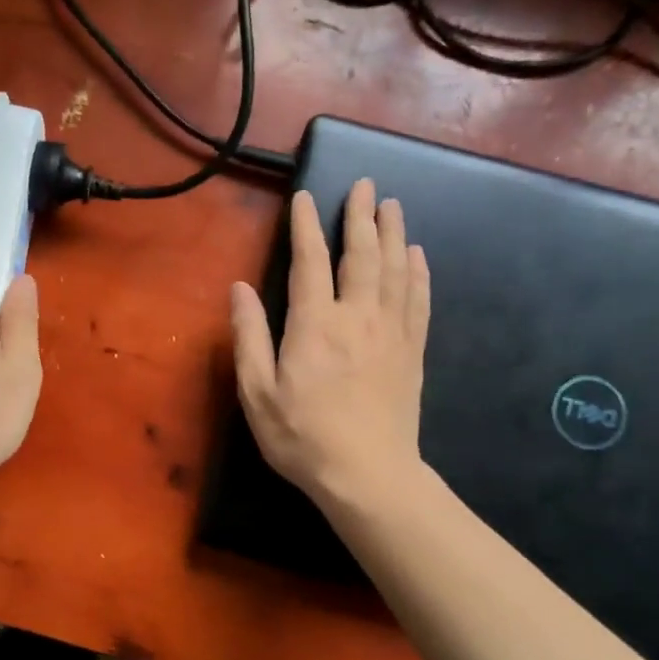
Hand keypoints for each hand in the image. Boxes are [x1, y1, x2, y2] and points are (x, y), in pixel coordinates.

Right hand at [231, 179, 430, 506]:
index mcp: (315, 324)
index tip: (305, 198)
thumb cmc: (303, 436)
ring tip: (393, 205)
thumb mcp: (258, 392)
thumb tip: (239, 288)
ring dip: (394, 233)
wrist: (368, 475)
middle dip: (362, 216)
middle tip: (367, 184)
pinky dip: (419, 273)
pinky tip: (418, 256)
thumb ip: (249, 337)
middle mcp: (358, 317)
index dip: (306, 226)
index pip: (310, 262)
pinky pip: (419, 301)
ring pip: (396, 270)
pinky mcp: (412, 352)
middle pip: (362, 255)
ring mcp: (391, 333)